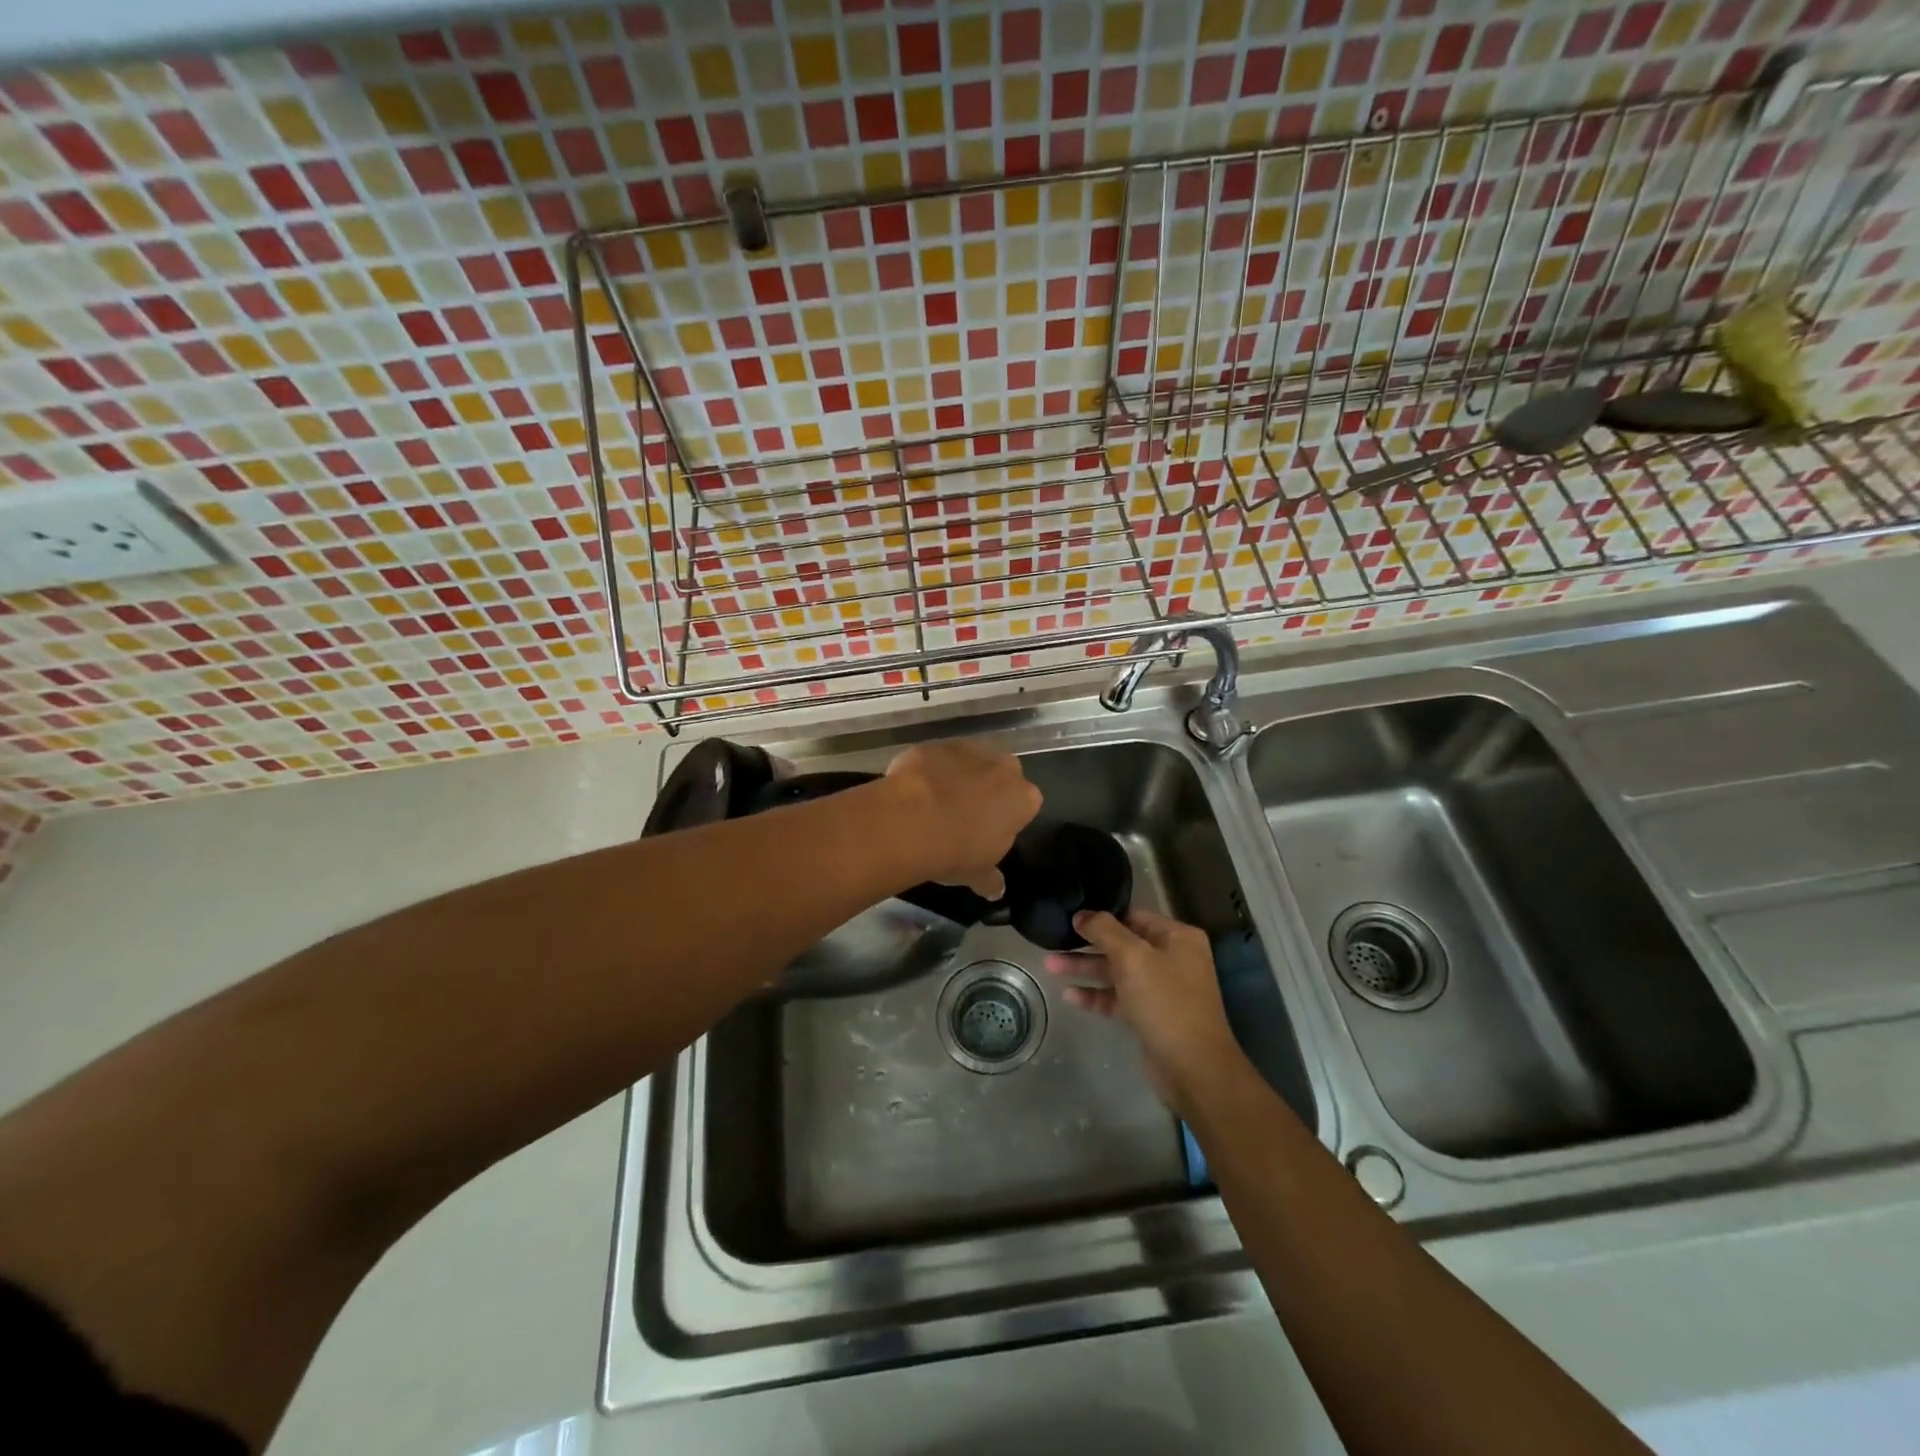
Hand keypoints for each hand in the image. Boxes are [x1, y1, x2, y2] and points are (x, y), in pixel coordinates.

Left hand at [883, 740, 1041, 897]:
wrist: (912, 820)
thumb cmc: (956, 851)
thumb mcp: (977, 874)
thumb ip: (990, 879)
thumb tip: (997, 891)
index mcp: (1024, 798)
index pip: (1024, 804)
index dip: (1007, 817)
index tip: (989, 831)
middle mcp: (1004, 767)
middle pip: (1001, 775)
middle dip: (988, 789)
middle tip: (965, 814)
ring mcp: (970, 750)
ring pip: (970, 761)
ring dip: (959, 776)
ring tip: (936, 802)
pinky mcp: (937, 744)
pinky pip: (938, 758)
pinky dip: (930, 770)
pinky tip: (915, 790)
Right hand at [1044, 907, 1244, 1114]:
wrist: (1193, 1068)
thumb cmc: (1166, 1002)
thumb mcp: (1133, 958)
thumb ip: (1105, 931)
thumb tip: (1082, 915)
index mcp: (1177, 937)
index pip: (1133, 916)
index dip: (1101, 915)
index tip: (1070, 915)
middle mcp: (1171, 958)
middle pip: (1122, 944)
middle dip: (1087, 944)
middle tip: (1053, 941)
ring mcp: (1160, 988)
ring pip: (1116, 972)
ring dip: (1085, 968)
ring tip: (1049, 966)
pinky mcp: (1149, 1015)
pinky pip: (1117, 997)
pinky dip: (1095, 995)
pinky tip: (1069, 995)